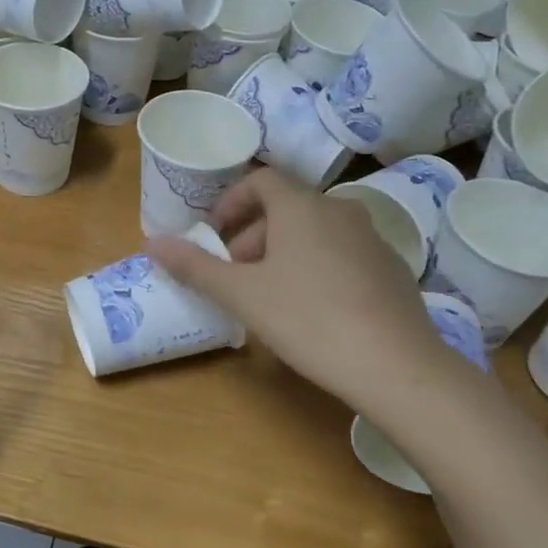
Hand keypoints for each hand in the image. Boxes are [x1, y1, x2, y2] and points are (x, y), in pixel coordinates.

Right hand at [146, 168, 451, 409]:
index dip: (231, 203)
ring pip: (315, 232)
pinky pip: (342, 254)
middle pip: (287, 208)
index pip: (261, 181)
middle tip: (235, 275)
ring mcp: (372, 239)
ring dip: (283, 252)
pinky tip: (314, 311)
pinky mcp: (392, 269)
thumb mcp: (243, 294)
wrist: (396, 365)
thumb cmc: (308, 319)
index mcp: (302, 207)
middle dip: (252, 236)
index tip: (214, 236)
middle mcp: (340, 210)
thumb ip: (195, 266)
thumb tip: (151, 243)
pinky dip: (317, 267)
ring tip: (269, 296)